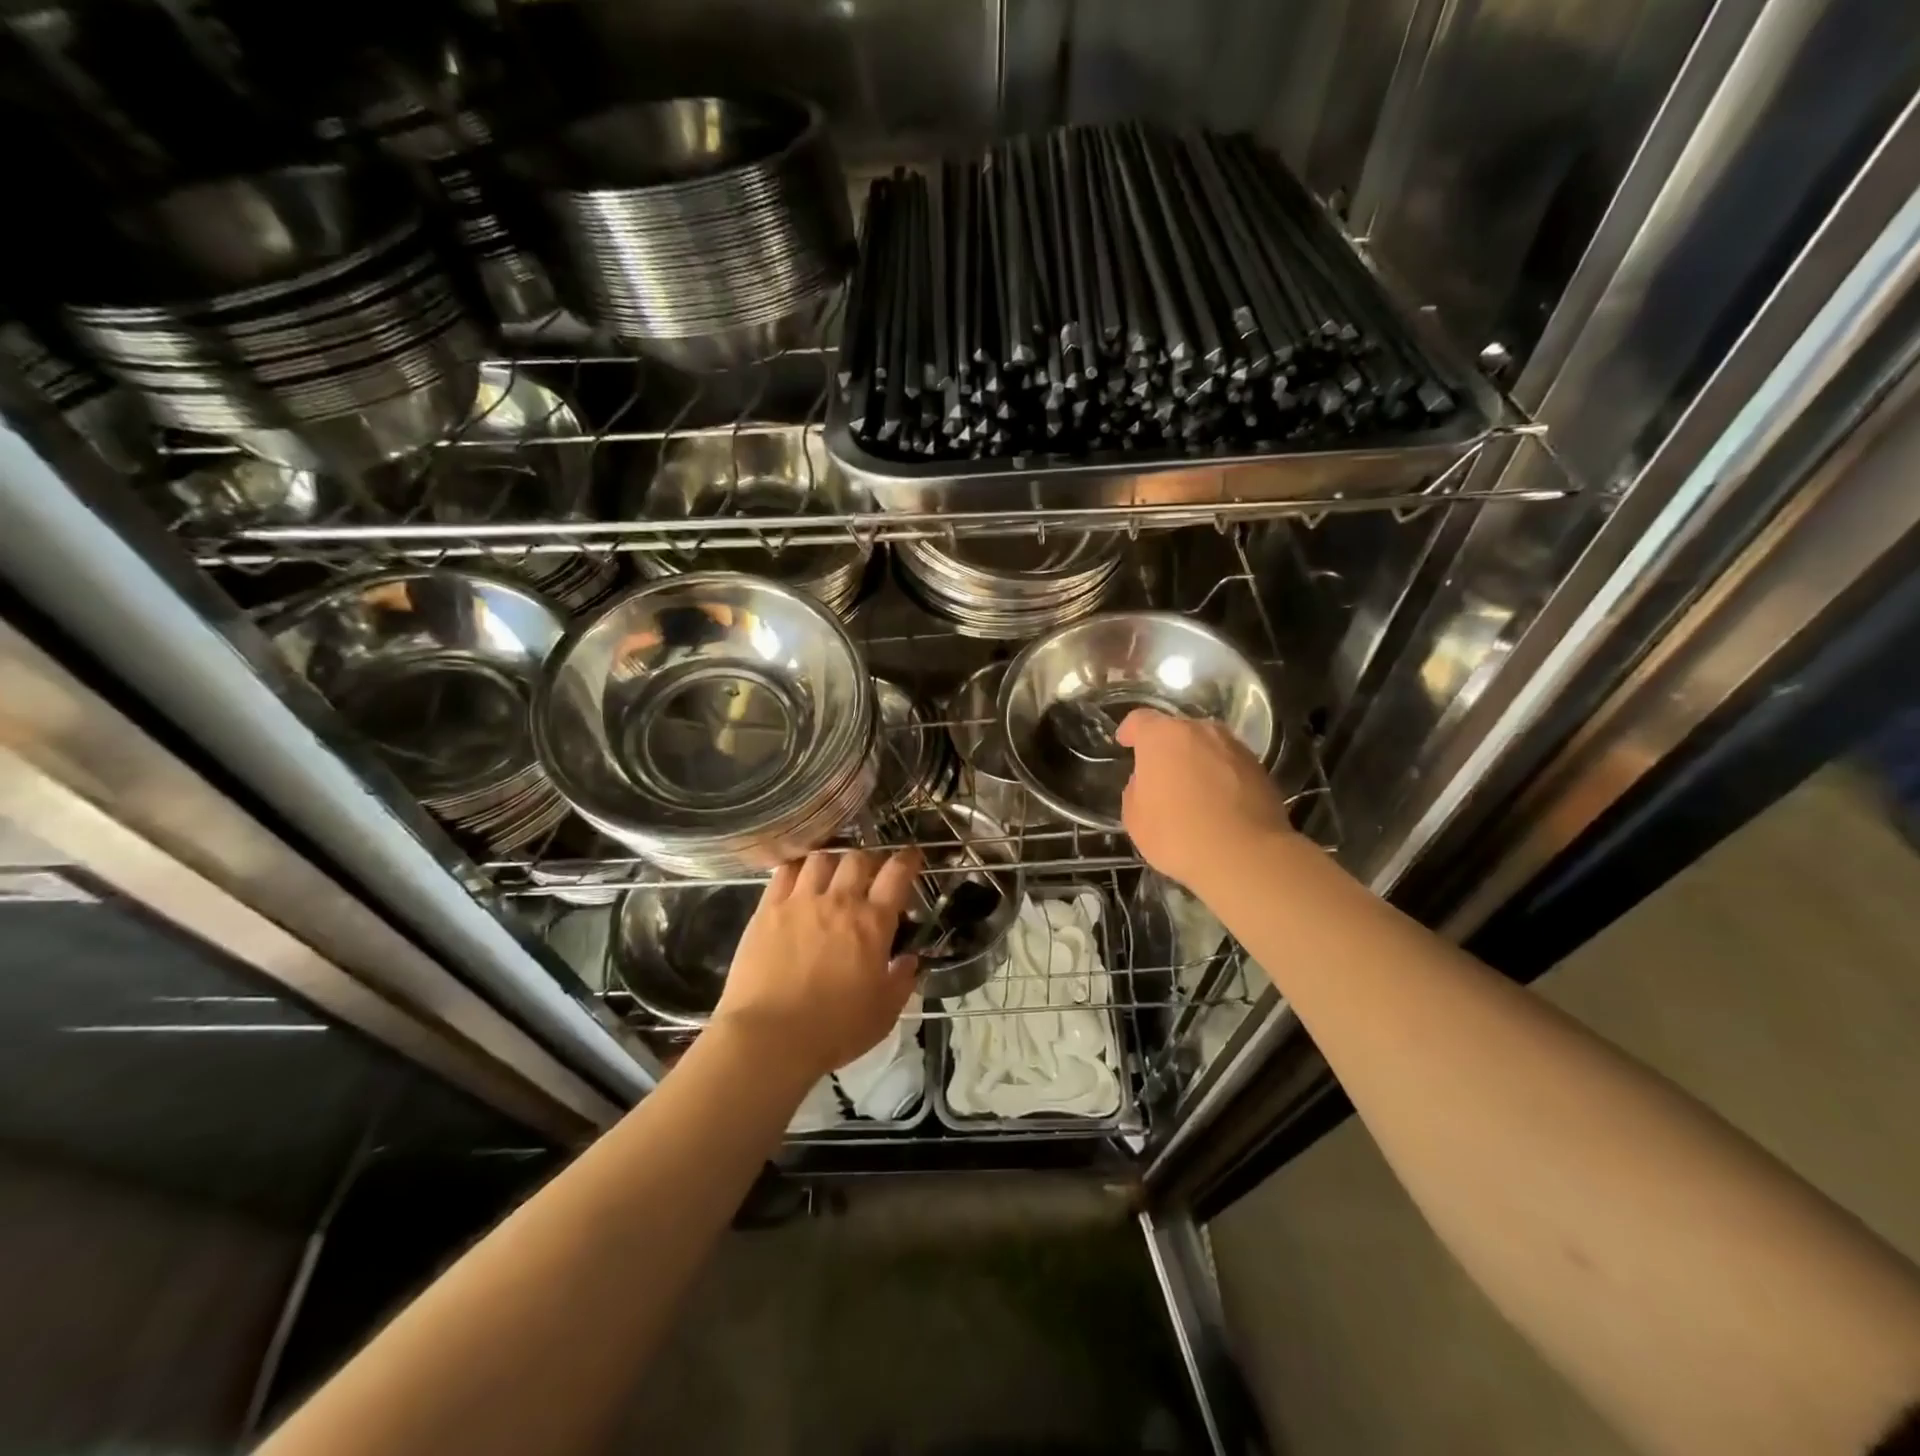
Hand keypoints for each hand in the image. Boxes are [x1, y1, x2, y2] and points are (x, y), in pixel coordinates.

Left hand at [712, 848, 924, 1082]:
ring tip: (832, 874)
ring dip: (833, 862)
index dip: (907, 860)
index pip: (896, 874)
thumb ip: (902, 981)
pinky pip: (784, 872)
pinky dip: (797, 868)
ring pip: (821, 859)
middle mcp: (839, 901)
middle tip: (869, 874)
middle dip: (869, 861)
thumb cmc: (835, 1030)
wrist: (770, 1037)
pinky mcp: (768, 909)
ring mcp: (800, 901)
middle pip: (858, 859)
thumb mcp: (884, 1013)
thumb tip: (910, 960)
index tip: (911, 857)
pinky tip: (798, 878)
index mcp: (873, 923)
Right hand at [1117, 709, 1293, 889]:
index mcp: (1162, 737)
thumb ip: (1135, 790)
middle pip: (1177, 730)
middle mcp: (1200, 731)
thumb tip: (1147, 782)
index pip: (1140, 720)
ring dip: (1196, 760)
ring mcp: (1234, 747)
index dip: (1130, 731)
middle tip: (1159, 774)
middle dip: (1166, 747)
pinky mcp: (1260, 768)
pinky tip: (1217, 802)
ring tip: (1192, 788)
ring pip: (1207, 746)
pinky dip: (1220, 776)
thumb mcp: (1135, 818)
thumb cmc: (1178, 834)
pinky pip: (1229, 764)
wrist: (1246, 855)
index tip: (1125, 743)